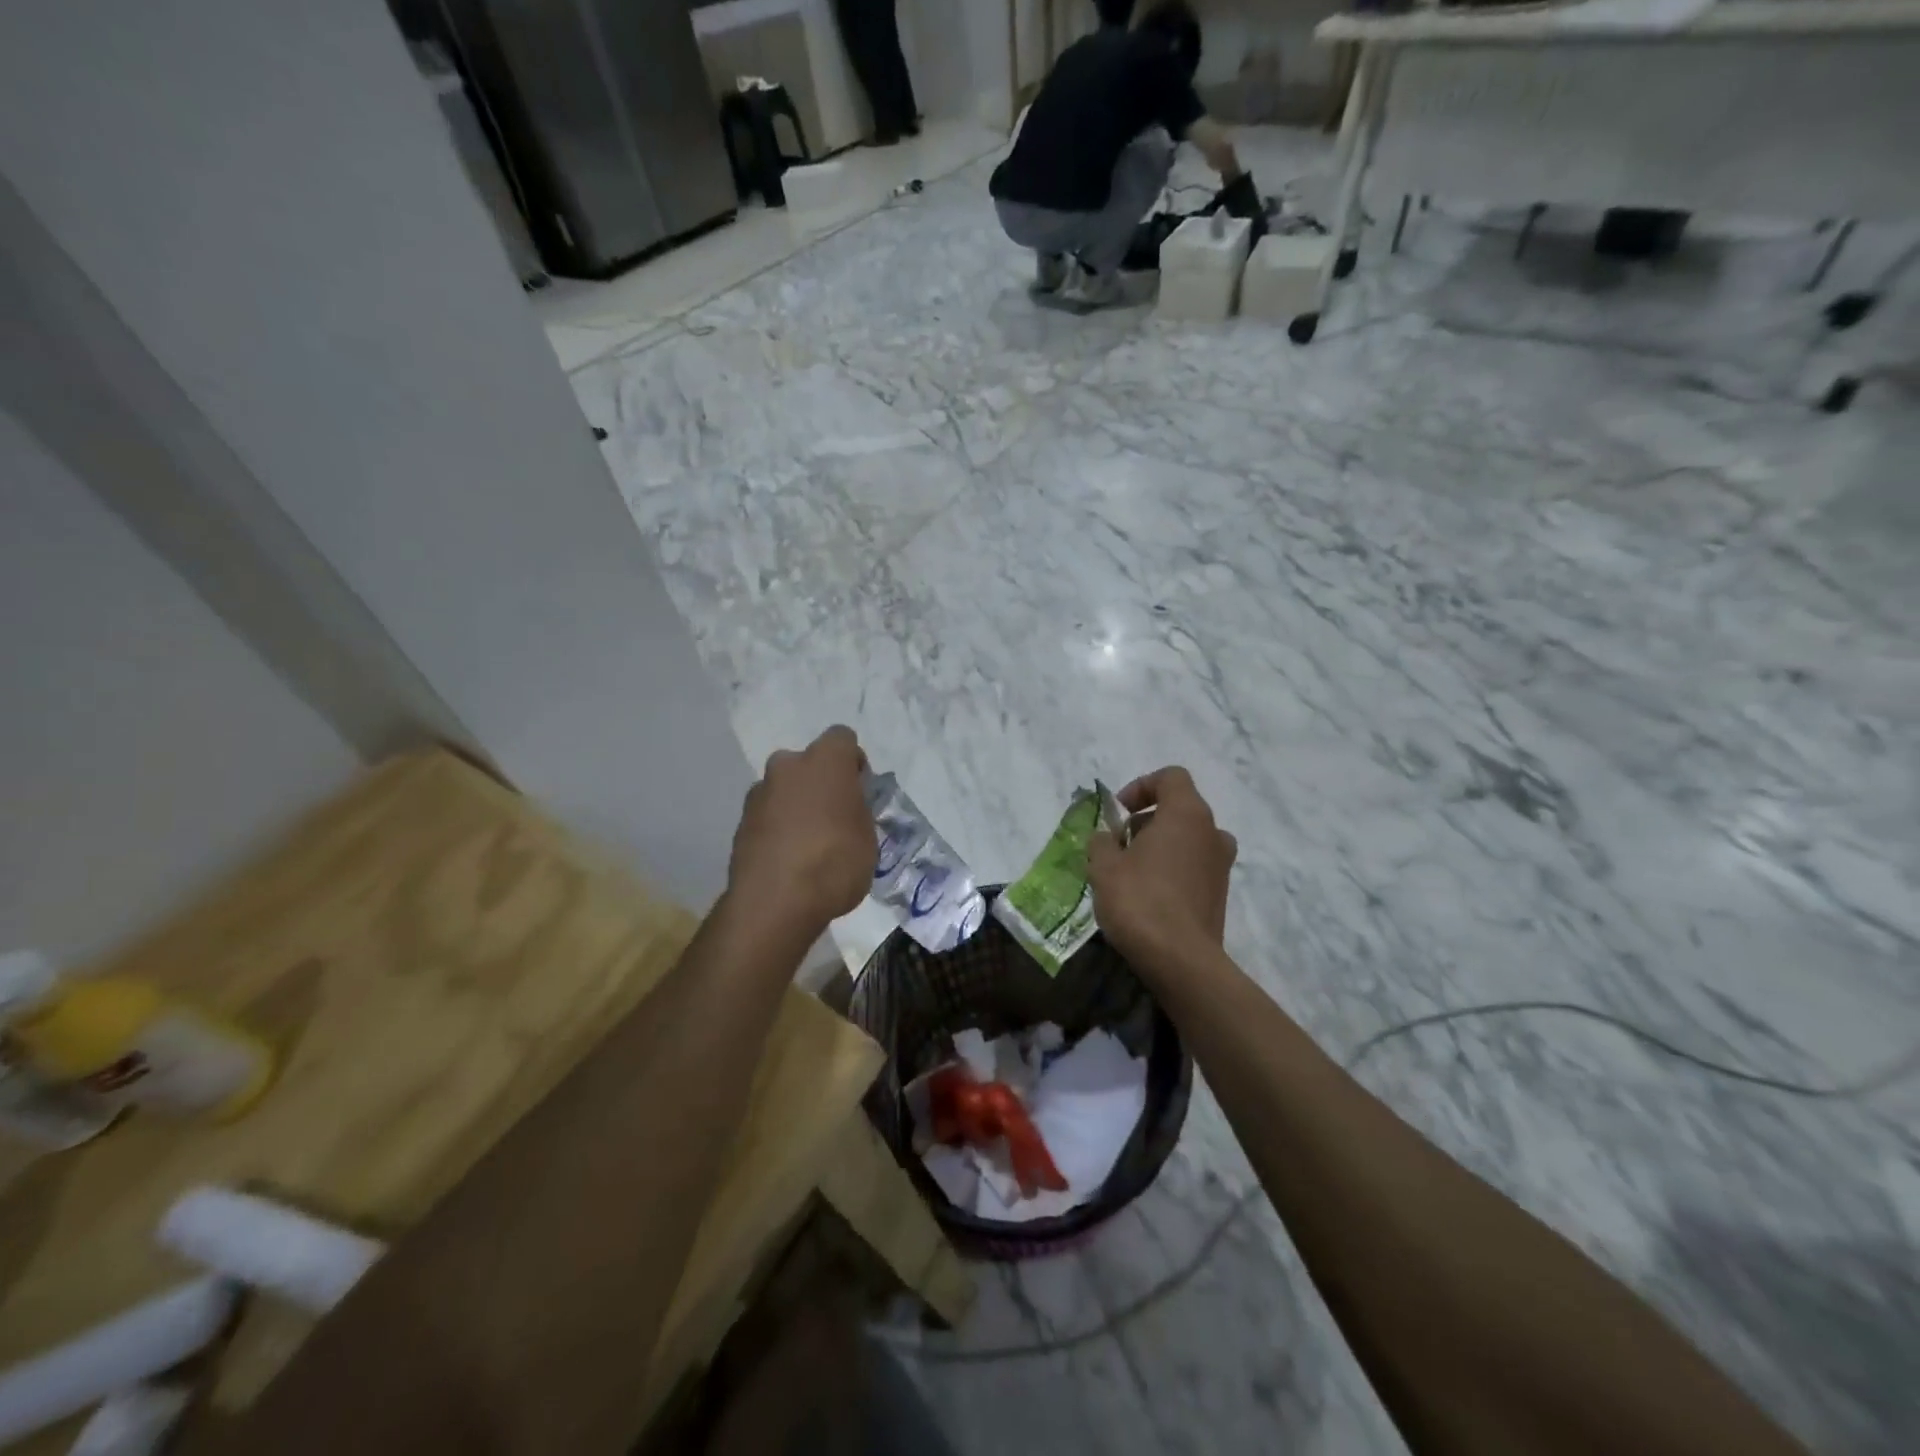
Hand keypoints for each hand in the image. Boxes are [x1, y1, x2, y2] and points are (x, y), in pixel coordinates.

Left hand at [728, 726, 874, 934]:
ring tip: (810, 846)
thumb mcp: (868, 837)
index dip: (853, 763)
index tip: (859, 792)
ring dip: (797, 806)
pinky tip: (789, 860)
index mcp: (824, 760)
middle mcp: (787, 765)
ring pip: (786, 789)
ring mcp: (759, 793)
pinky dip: (779, 829)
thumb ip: (857, 810)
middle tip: (835, 819)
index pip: (843, 739)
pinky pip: (769, 816)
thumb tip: (847, 805)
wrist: (774, 903)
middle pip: (809, 764)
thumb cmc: (834, 862)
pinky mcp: (740, 822)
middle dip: (821, 784)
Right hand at [1088, 767, 1236, 971]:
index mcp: (1187, 814)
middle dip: (1146, 821)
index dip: (1141, 787)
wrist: (1181, 961)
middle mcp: (1212, 833)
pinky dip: (1171, 871)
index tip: (1118, 813)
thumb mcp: (1104, 865)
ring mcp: (1221, 866)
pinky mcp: (1220, 895)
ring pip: (1187, 840)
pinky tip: (1147, 897)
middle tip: (1118, 845)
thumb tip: (1107, 838)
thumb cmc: (1139, 900)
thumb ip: (1102, 841)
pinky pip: (1193, 868)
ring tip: (1130, 873)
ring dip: (1159, 847)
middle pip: (1179, 809)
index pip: (1170, 777)